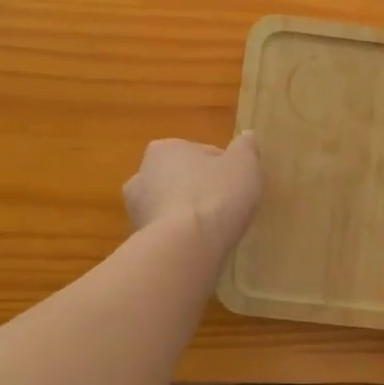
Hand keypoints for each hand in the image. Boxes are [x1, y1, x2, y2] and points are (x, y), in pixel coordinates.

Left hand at [124, 133, 261, 256]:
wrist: (185, 247)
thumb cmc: (215, 196)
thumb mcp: (244, 165)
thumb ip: (245, 148)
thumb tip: (247, 137)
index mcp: (164, 149)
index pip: (201, 153)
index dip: (223, 168)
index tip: (238, 184)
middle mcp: (142, 175)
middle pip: (182, 179)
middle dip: (199, 189)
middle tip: (226, 205)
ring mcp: (136, 210)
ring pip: (171, 206)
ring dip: (188, 214)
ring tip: (214, 229)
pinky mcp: (138, 239)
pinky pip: (167, 232)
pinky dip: (180, 236)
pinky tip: (200, 245)